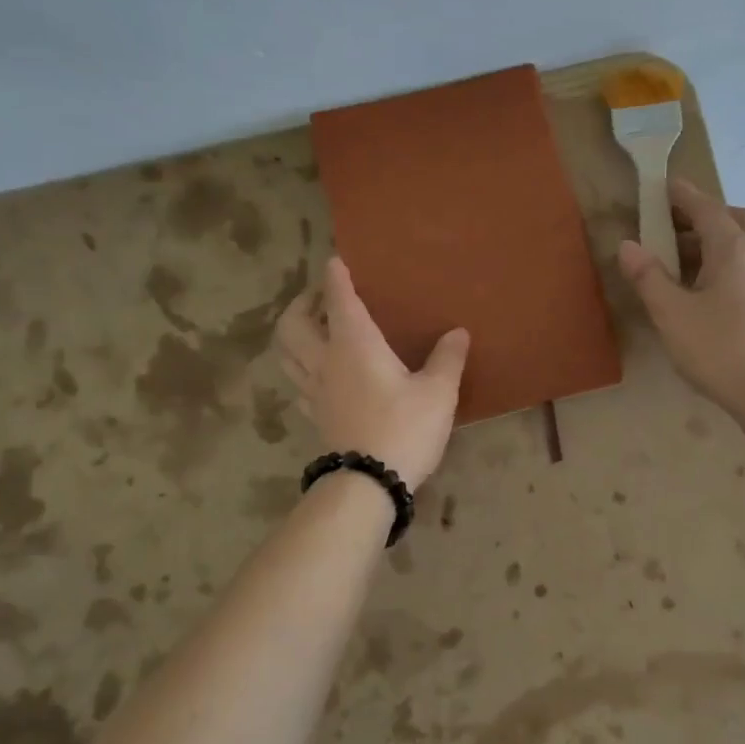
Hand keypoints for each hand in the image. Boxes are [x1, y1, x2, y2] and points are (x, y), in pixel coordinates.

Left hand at [273, 256, 469, 488]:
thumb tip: (458, 332)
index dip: (336, 277)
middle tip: (320, 298)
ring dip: (293, 334)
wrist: (370, 483)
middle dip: (302, 304)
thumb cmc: (406, 428)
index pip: (339, 300)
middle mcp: (326, 361)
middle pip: (293, 324)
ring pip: (286, 353)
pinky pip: (297, 382)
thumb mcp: (437, 393)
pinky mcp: (315, 416)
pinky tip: (318, 372)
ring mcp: (315, 391)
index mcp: (355, 345)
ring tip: (313, 330)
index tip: (335, 260)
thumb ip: (447, 359)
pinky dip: (301, 367)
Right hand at [618, 177, 744, 413]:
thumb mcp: (671, 313)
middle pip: (733, 218)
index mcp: (732, 249)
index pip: (705, 208)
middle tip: (672, 225)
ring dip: (716, 238)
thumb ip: (648, 276)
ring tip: (683, 258)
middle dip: (703, 214)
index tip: (663, 185)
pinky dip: (727, 258)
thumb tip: (628, 245)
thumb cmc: (717, 348)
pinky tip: (707, 286)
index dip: (682, 195)